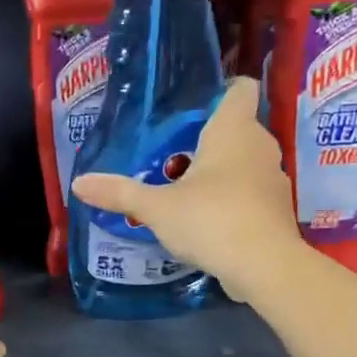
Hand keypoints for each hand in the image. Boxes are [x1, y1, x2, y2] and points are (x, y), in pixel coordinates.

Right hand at [71, 77, 301, 296]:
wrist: (265, 267)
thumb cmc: (211, 220)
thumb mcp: (156, 208)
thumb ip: (120, 193)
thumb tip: (78, 183)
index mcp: (234, 130)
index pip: (240, 89)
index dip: (222, 92)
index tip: (195, 108)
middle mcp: (260, 147)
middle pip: (239, 129)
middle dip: (210, 140)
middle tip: (174, 155)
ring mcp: (274, 180)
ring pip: (246, 164)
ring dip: (222, 173)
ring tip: (187, 191)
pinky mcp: (278, 211)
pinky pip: (252, 194)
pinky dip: (234, 201)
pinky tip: (209, 221)